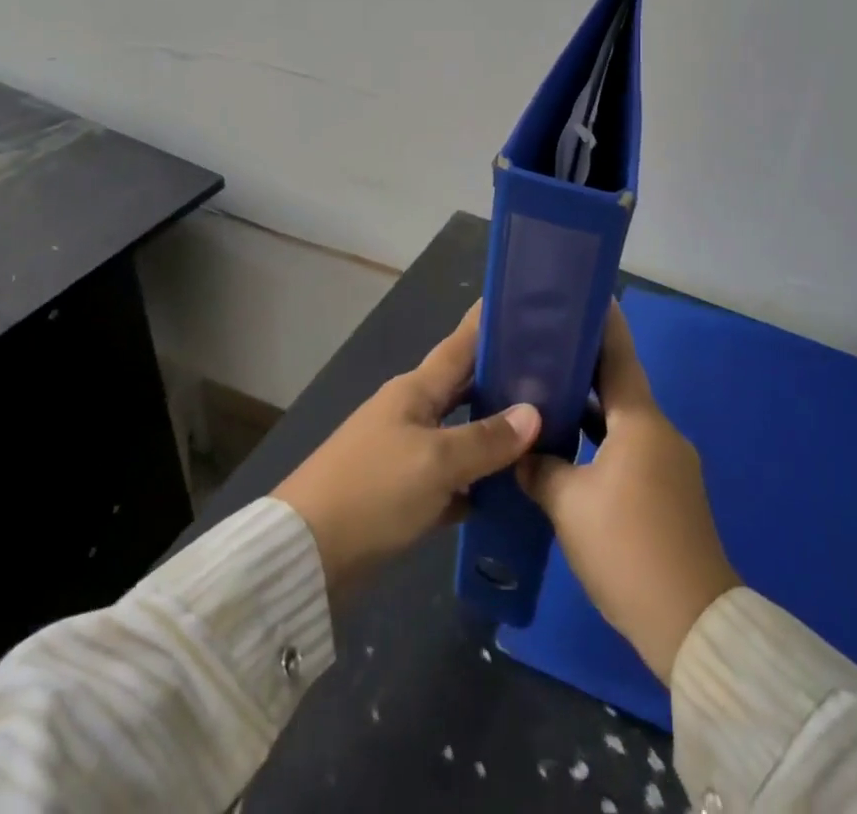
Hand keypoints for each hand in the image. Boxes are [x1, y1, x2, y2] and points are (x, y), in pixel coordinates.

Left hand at [276, 302, 540, 606]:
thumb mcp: (437, 462)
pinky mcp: (401, 493)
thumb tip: (534, 414)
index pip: (459, 345)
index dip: (486, 324)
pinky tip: (506, 491)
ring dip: (493, 432)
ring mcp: (404, 452)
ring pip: (459, 433)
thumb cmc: (374, 490)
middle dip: (502, 378)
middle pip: (464, 388)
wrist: (306, 554)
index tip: (519, 302)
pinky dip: (475, 480)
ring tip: (542, 430)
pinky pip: (449, 477)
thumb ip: (486, 439)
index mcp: (415, 391)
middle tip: (549, 373)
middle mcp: (410, 413)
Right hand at [518, 302, 739, 681]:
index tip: (582, 296)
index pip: (619, 355)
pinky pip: (633, 450)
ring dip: (593, 410)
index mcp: (641, 421)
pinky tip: (574, 455)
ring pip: (625, 421)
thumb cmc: (628, 548)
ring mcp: (671, 463)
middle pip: (621, 386)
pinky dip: (605, 442)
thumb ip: (540, 470)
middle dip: (586, 367)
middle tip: (544, 349)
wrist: (692, 625)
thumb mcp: (569, 507)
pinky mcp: (673, 494)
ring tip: (549, 399)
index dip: (602, 324)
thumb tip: (523, 455)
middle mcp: (661, 432)